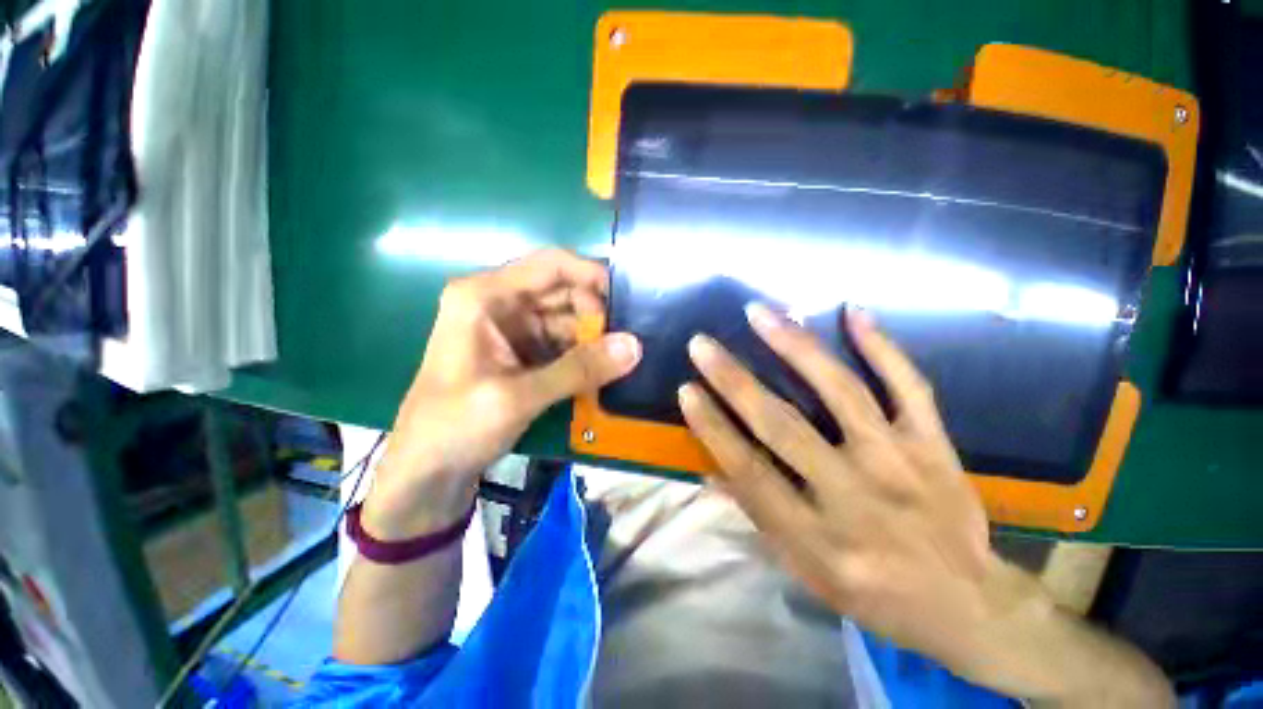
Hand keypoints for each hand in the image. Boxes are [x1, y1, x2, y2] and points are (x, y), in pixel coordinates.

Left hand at [363, 249, 640, 539]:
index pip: (552, 265)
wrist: (426, 473)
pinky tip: (604, 372)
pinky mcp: (524, 353)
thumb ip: (578, 369)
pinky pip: (565, 344)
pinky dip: (585, 356)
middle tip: (628, 343)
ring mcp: (514, 329)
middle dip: (597, 315)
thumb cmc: (454, 427)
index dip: (593, 275)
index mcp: (485, 296)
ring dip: (595, 339)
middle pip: (565, 292)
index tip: (629, 300)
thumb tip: (635, 346)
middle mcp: (501, 303)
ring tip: (624, 359)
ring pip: (569, 320)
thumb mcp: (517, 397)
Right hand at [678, 303, 996, 669]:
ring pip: (841, 392)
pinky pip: (909, 386)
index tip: (686, 390)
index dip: (712, 427)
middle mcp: (854, 494)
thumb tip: (709, 473)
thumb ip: (755, 515)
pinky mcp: (934, 445)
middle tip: (702, 344)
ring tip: (761, 313)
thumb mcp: (804, 571)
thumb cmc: (872, 592)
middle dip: (734, 380)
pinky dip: (882, 346)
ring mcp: (899, 462)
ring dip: (795, 346)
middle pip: (783, 425)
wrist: (968, 606)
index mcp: (816, 536)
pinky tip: (853, 311)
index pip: (749, 471)